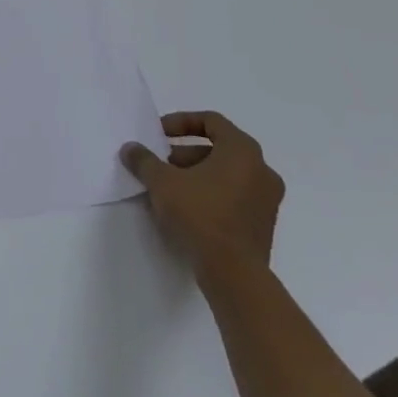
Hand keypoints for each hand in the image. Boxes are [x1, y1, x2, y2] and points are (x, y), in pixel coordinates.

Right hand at [120, 110, 283, 283]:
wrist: (234, 275)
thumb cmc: (200, 215)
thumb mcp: (162, 182)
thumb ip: (144, 160)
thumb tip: (130, 149)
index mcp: (242, 151)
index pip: (211, 121)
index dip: (181, 122)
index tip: (159, 135)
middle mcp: (262, 170)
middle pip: (219, 148)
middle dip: (185, 153)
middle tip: (161, 165)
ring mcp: (268, 200)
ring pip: (227, 174)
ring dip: (198, 174)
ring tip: (170, 189)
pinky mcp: (264, 225)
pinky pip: (235, 196)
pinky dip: (212, 194)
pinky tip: (188, 210)